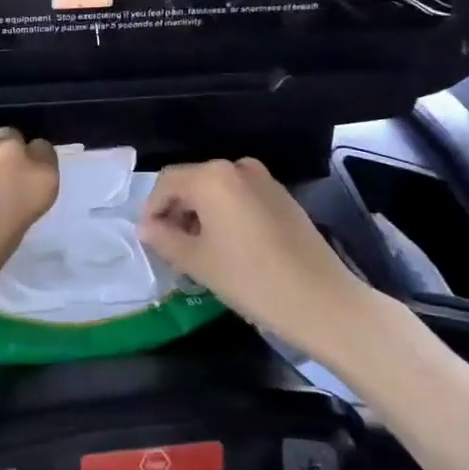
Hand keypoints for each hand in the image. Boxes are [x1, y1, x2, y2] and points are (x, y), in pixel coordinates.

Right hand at [140, 158, 379, 348]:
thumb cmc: (250, 279)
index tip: (150, 240)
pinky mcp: (282, 197)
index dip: (152, 209)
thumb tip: (146, 228)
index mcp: (212, 177)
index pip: (166, 182)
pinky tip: (229, 247)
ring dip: (200, 214)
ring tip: (198, 250)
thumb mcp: (197, 261)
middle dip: (176, 211)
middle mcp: (237, 168)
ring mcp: (264, 180)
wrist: (322, 301)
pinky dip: (226, 215)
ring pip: (217, 190)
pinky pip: (240, 197)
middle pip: (192, 182)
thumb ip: (163, 239)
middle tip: (171, 248)